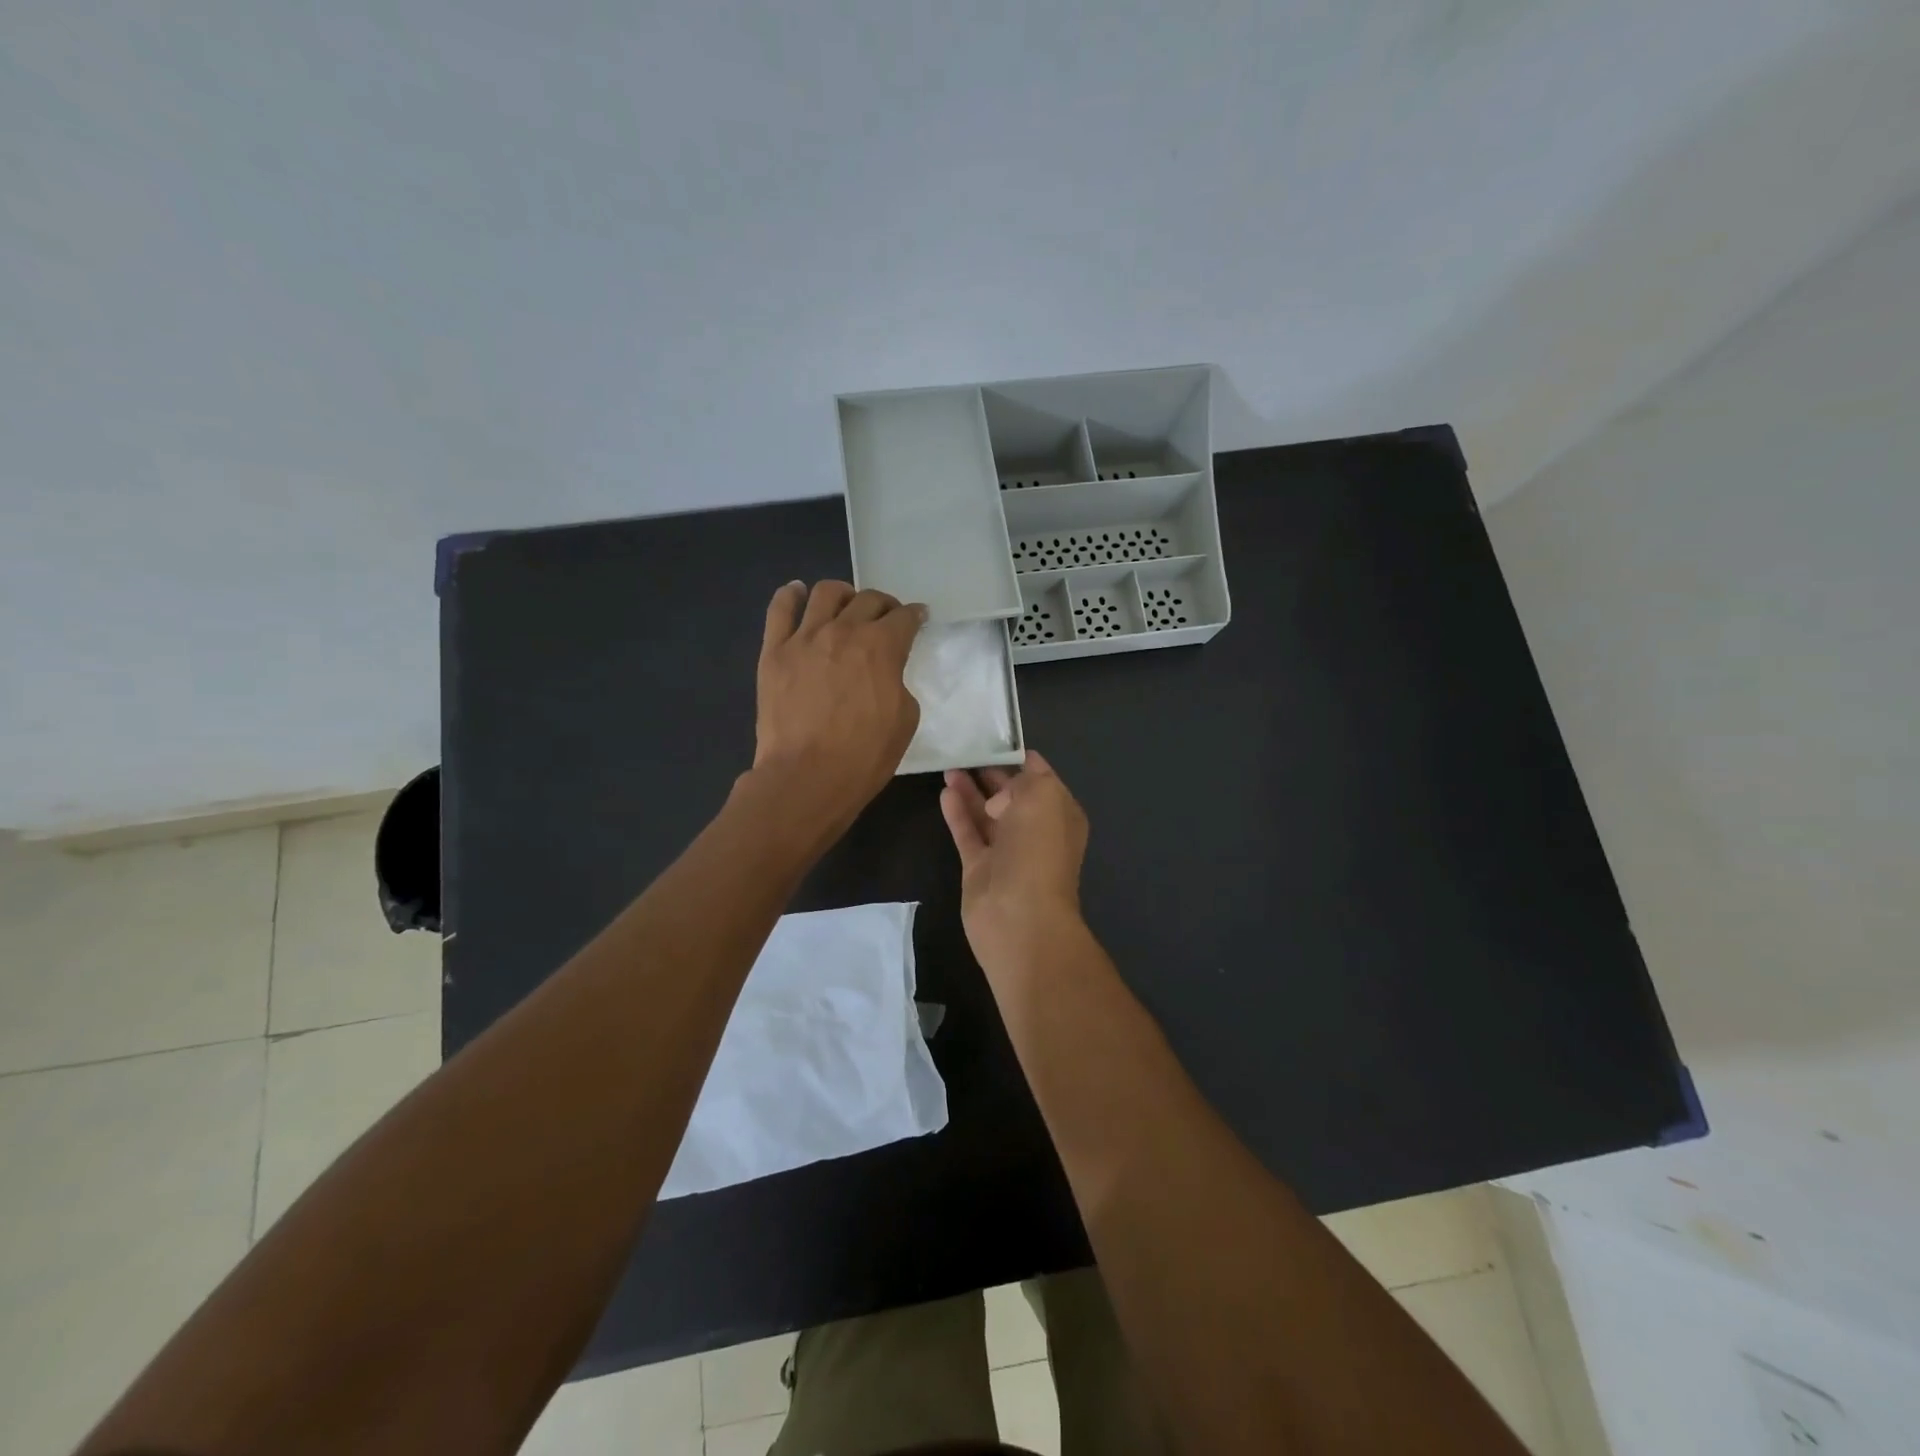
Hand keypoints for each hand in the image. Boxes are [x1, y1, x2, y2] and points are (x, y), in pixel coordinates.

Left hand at [750, 580, 925, 838]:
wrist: (807, 777)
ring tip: (846, 605)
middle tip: (887, 618)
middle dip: (884, 604)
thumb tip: (886, 672)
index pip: (904, 617)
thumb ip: (898, 682)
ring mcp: (804, 638)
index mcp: (881, 647)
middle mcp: (843, 631)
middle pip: (868, 599)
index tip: (918, 619)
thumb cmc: (864, 756)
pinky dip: (791, 595)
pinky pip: (780, 609)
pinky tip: (798, 592)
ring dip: (844, 594)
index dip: (916, 616)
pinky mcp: (774, 652)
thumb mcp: (905, 719)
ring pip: (826, 593)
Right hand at [939, 750, 1088, 968]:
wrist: (1019, 917)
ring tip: (949, 765)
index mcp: (1060, 813)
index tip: (996, 738)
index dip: (1020, 758)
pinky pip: (967, 832)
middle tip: (966, 748)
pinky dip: (957, 813)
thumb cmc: (1038, 850)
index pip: (1040, 777)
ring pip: (986, 813)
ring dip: (970, 790)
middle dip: (992, 773)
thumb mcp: (1042, 798)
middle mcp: (1036, 831)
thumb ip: (1024, 781)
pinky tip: (944, 792)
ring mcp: (1007, 851)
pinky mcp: (980, 867)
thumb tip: (1000, 797)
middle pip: (1011, 795)